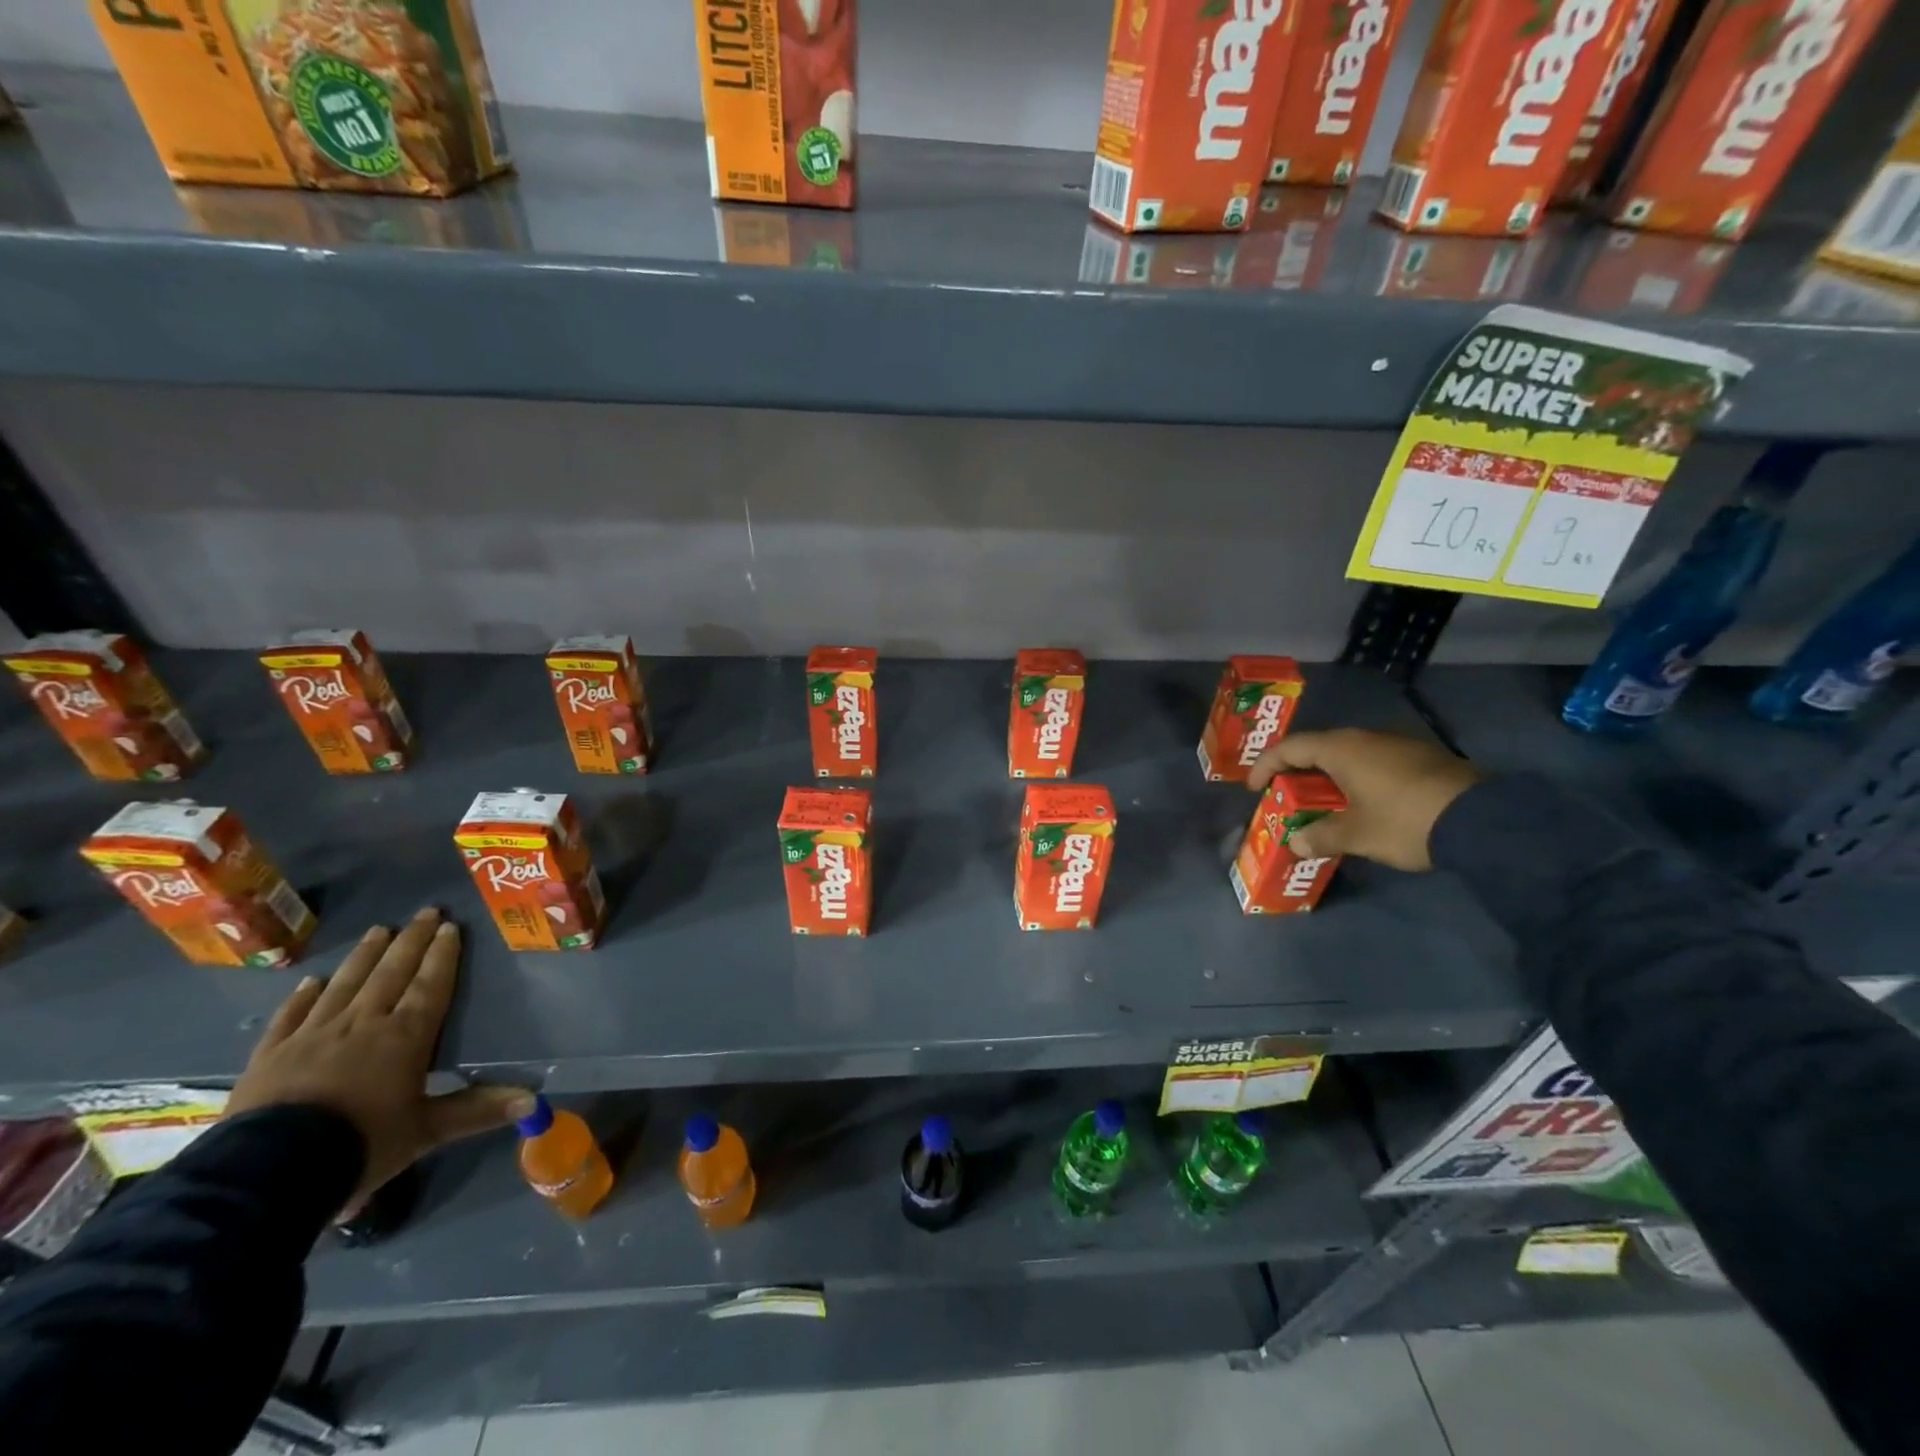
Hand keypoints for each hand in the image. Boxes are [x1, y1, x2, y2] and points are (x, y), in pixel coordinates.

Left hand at [227, 908, 532, 1213]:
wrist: (267, 1174)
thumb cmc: (360, 1145)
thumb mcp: (426, 1132)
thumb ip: (477, 1111)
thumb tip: (533, 1099)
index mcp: (405, 1037)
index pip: (429, 985)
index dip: (442, 955)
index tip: (450, 927)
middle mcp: (363, 1023)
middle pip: (391, 973)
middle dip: (411, 941)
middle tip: (425, 912)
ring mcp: (313, 1035)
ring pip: (345, 983)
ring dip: (365, 956)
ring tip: (379, 929)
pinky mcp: (271, 1054)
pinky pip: (291, 1015)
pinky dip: (303, 995)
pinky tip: (312, 980)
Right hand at [1246, 728, 1480, 871]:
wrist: (1484, 821)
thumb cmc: (1404, 821)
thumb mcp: (1356, 835)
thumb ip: (1320, 837)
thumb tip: (1296, 844)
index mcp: (1342, 748)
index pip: (1290, 748)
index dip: (1265, 766)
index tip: (1253, 788)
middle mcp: (1367, 738)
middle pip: (1319, 748)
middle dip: (1297, 773)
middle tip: (1286, 797)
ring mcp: (1398, 745)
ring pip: (1350, 756)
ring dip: (1329, 778)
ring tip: (1323, 805)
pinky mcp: (1423, 759)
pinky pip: (1375, 763)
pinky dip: (1357, 780)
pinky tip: (1364, 805)